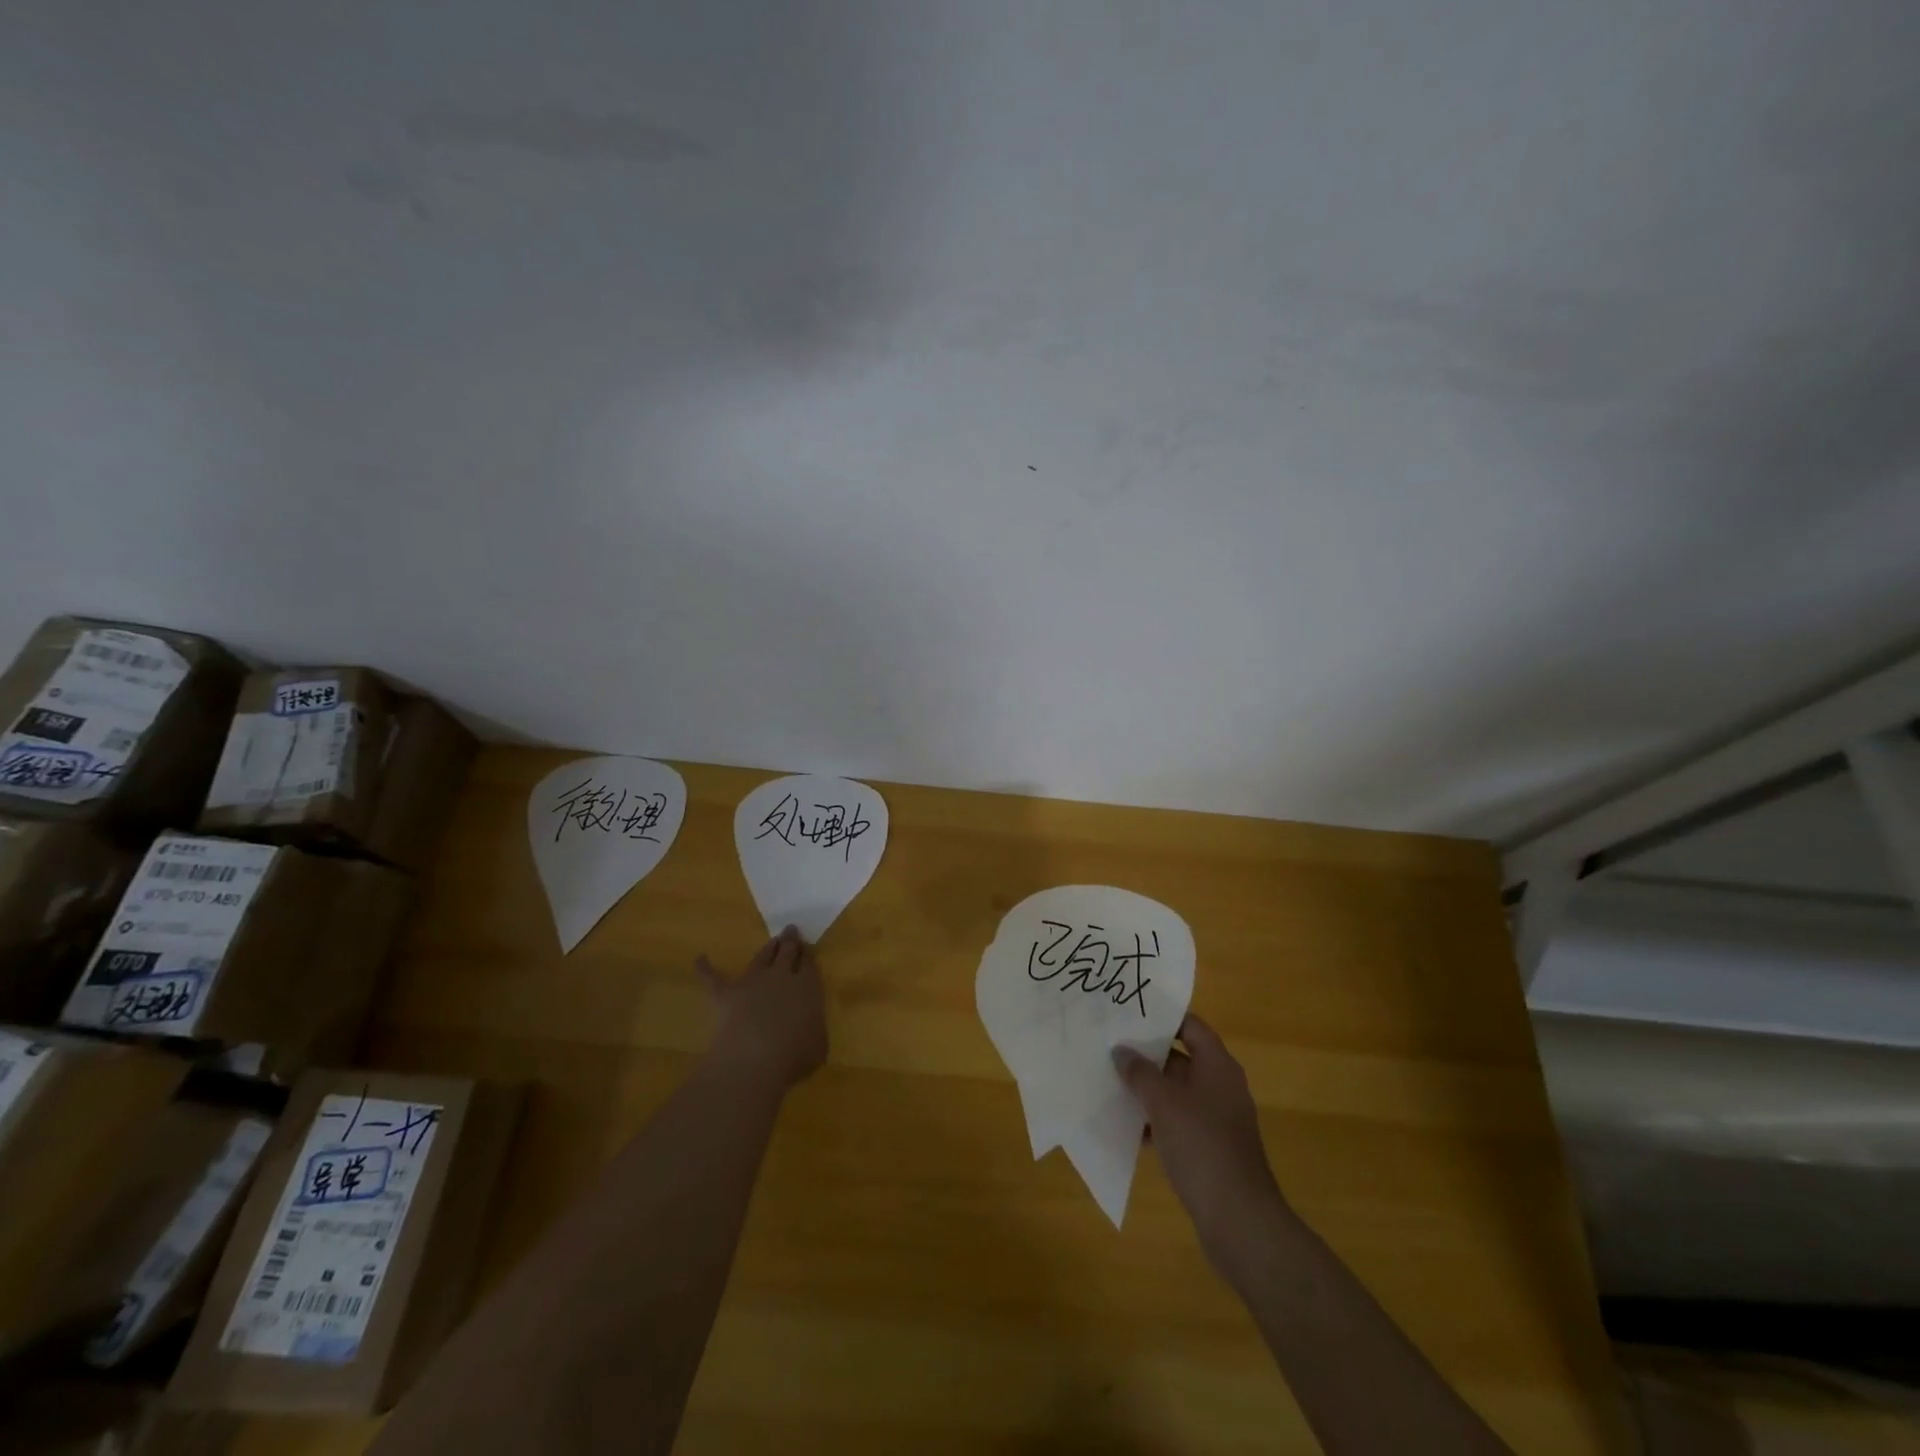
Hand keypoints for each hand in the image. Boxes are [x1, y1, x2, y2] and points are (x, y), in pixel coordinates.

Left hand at [696, 926, 827, 1088]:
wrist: (755, 1058)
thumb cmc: (795, 1056)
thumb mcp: (818, 1045)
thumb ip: (815, 1030)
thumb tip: (810, 1029)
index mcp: (807, 988)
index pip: (808, 965)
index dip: (807, 955)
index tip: (807, 948)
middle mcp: (781, 977)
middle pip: (787, 953)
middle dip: (790, 941)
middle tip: (790, 931)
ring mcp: (752, 982)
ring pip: (760, 958)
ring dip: (766, 949)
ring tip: (771, 941)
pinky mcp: (726, 995)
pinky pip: (712, 979)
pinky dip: (705, 969)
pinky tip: (699, 959)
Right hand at [1115, 1013, 1290, 1281]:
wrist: (1238, 1218)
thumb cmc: (1201, 1146)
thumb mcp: (1163, 1102)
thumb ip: (1139, 1072)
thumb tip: (1121, 1051)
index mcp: (1218, 1066)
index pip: (1191, 1026)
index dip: (1163, 1018)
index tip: (1131, 1014)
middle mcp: (1221, 1086)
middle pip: (1181, 1059)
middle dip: (1147, 1056)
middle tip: (1111, 1048)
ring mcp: (1217, 1119)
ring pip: (1176, 1093)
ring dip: (1148, 1091)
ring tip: (1111, 1085)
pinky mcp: (1210, 1148)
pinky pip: (1179, 1122)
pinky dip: (1157, 1121)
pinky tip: (1130, 1129)